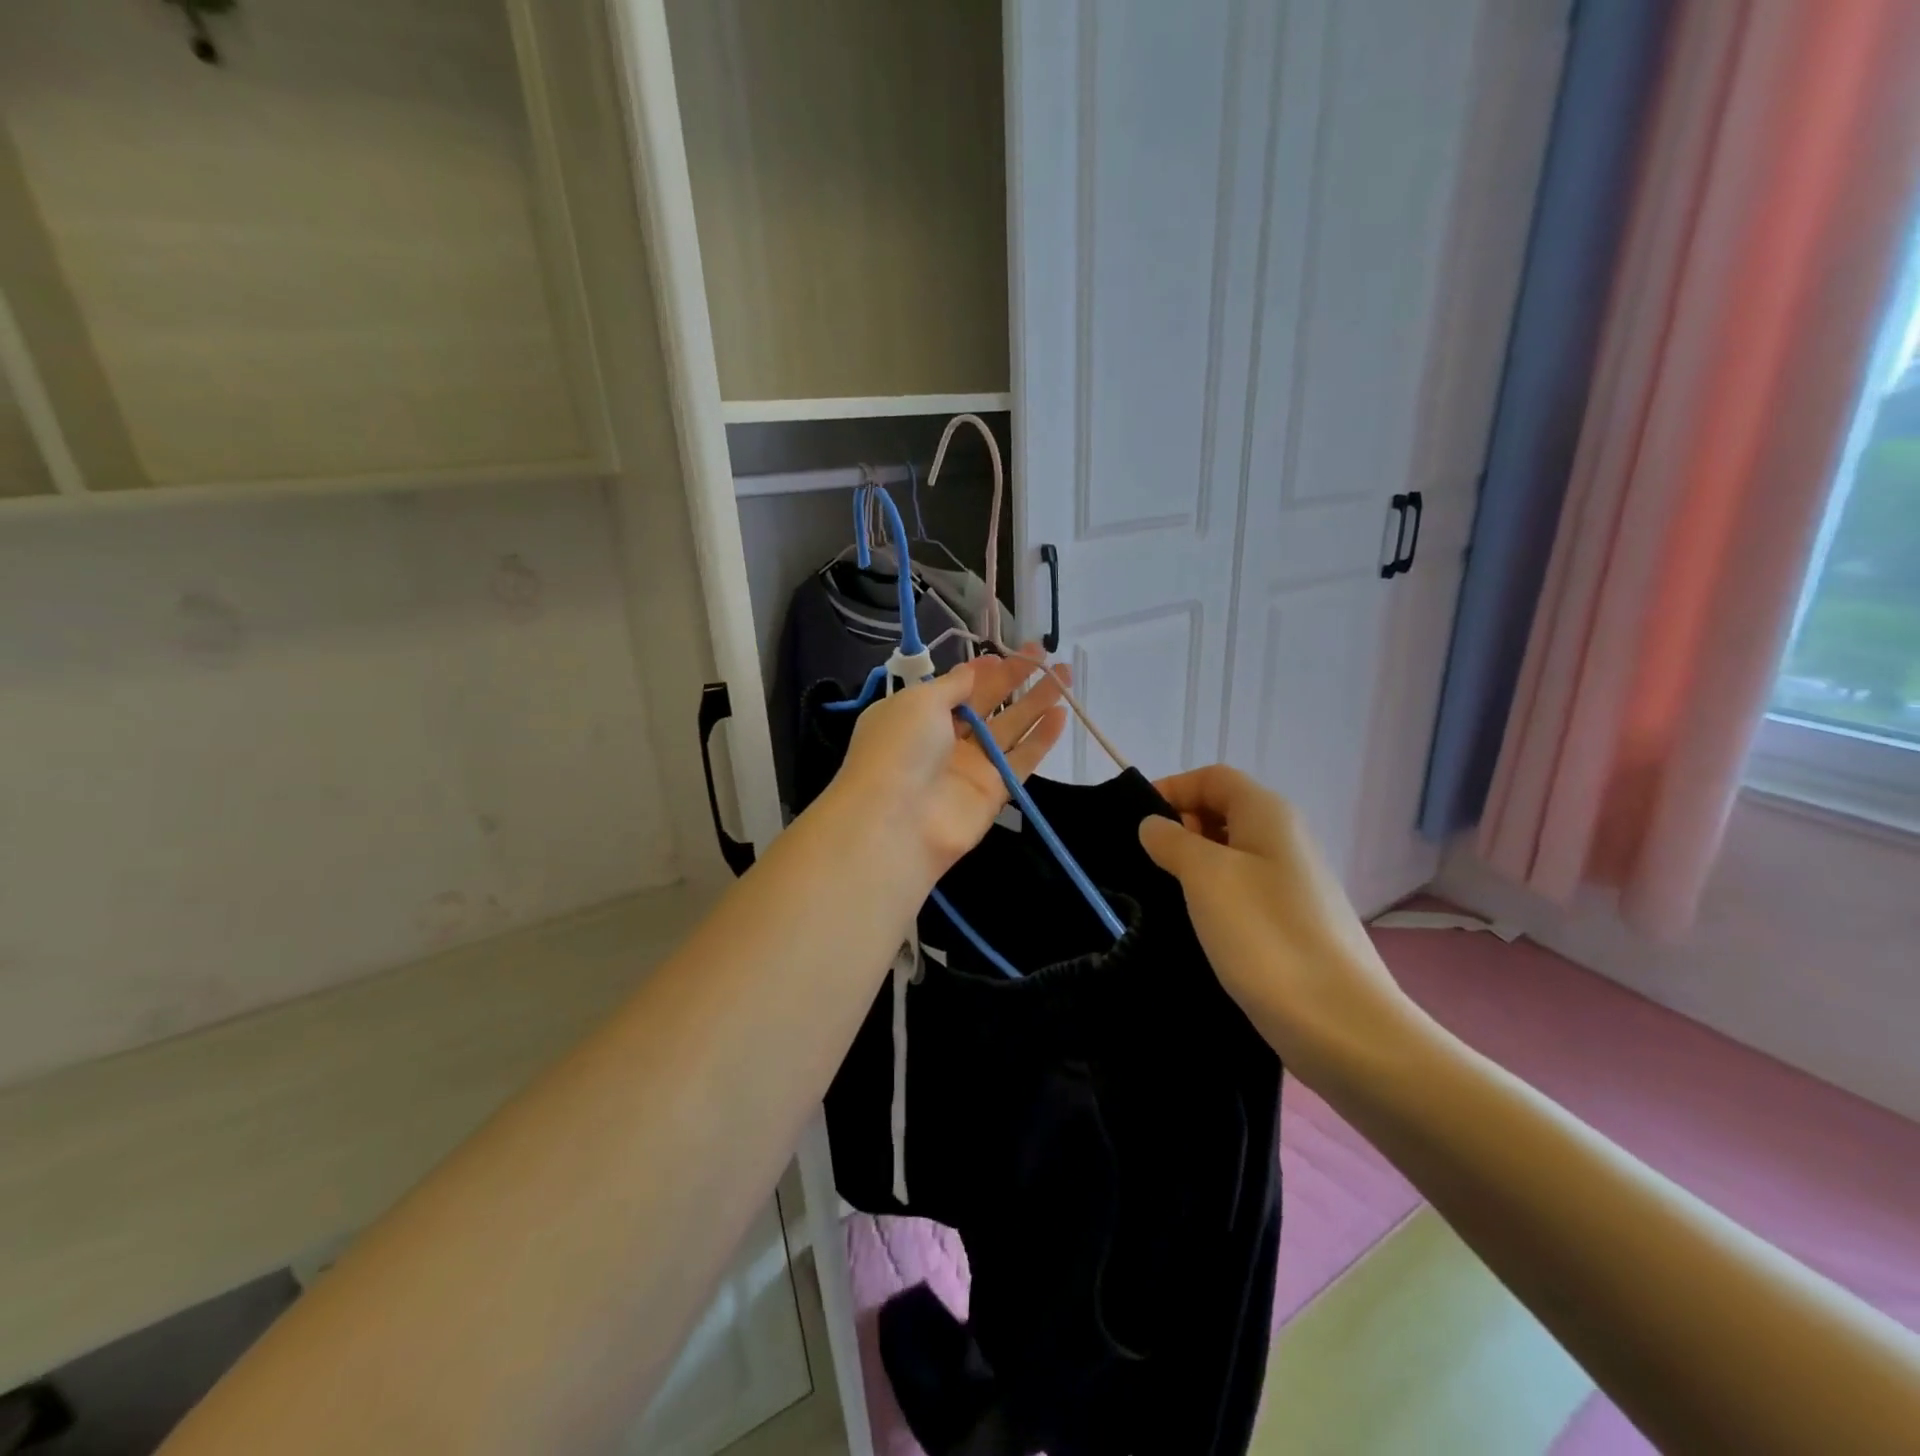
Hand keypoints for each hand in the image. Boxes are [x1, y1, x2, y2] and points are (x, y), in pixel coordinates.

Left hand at [826, 647, 1068, 884]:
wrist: (897, 821)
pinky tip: (1061, 715)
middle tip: (1045, 655)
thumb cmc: (900, 748)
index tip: (1007, 654)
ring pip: (1009, 728)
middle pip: (986, 704)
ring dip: (1036, 703)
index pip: (955, 688)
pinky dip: (1041, 739)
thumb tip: (972, 671)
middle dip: (1015, 679)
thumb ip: (953, 685)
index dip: (981, 671)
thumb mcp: (919, 701)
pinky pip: (1021, 760)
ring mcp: (969, 767)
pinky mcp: (992, 792)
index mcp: (916, 714)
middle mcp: (942, 739)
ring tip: (1065, 675)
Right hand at [1138, 765, 1415, 1079]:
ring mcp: (1293, 883)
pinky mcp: (1293, 922)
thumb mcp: (1205, 876)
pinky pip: (1244, 890)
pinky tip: (1197, 924)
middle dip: (1181, 827)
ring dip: (1195, 864)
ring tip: (1164, 894)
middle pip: (1224, 810)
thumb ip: (1173, 841)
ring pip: (1232, 853)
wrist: (1339, 1023)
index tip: (1135, 823)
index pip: (1212, 777)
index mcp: (1268, 814)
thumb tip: (1154, 825)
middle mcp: (1286, 838)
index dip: (1172, 788)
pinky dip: (1215, 895)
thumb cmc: (1265, 934)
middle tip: (1149, 862)